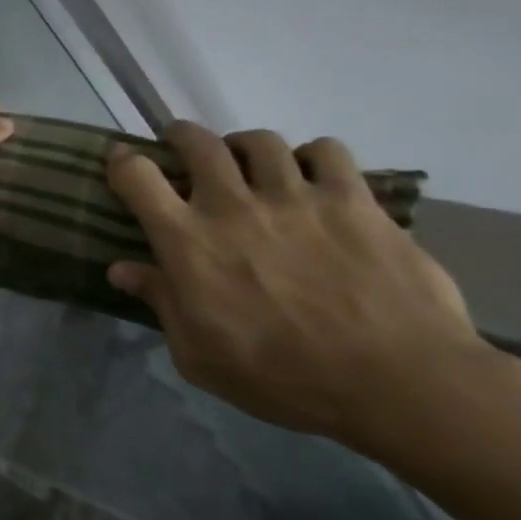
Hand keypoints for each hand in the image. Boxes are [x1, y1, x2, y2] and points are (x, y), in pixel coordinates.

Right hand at [105, 122, 488, 451]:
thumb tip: (121, 270)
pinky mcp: (352, 200)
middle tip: (184, 149)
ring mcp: (295, 197)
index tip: (122, 161)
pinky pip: (327, 151)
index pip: (137, 177)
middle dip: (182, 138)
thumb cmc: (285, 377)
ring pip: (260, 141)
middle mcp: (233, 205)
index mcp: (188, 241)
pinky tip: (315, 178)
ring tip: (252, 164)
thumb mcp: (200, 355)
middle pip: (197, 142)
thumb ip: (160, 304)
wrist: (399, 382)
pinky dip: (314, 157)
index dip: (122, 162)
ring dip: (246, 147)